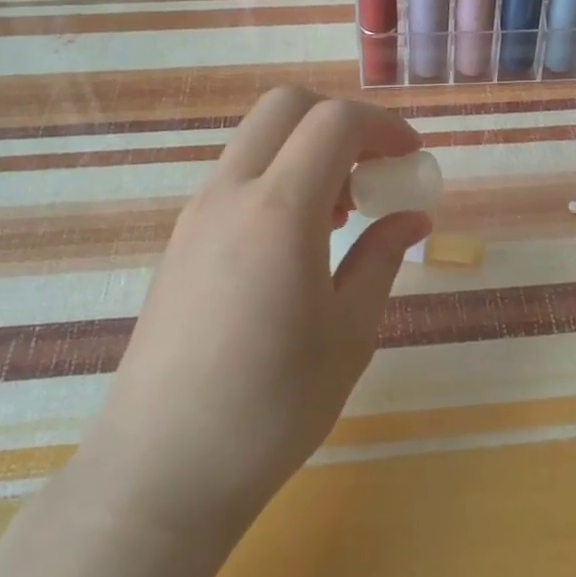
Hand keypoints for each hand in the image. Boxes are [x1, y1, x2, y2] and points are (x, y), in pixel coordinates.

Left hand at [80, 87, 430, 533]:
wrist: (162, 468)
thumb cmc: (273, 405)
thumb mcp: (349, 333)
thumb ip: (381, 258)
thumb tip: (412, 218)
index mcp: (279, 210)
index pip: (334, 122)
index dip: (384, 127)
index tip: (413, 158)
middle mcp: (229, 194)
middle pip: (285, 107)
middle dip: (341, 122)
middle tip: (375, 172)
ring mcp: (195, 216)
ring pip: (256, 141)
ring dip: (307, 151)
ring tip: (343, 215)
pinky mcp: (179, 243)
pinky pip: (235, 179)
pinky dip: (277, 180)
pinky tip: (298, 243)